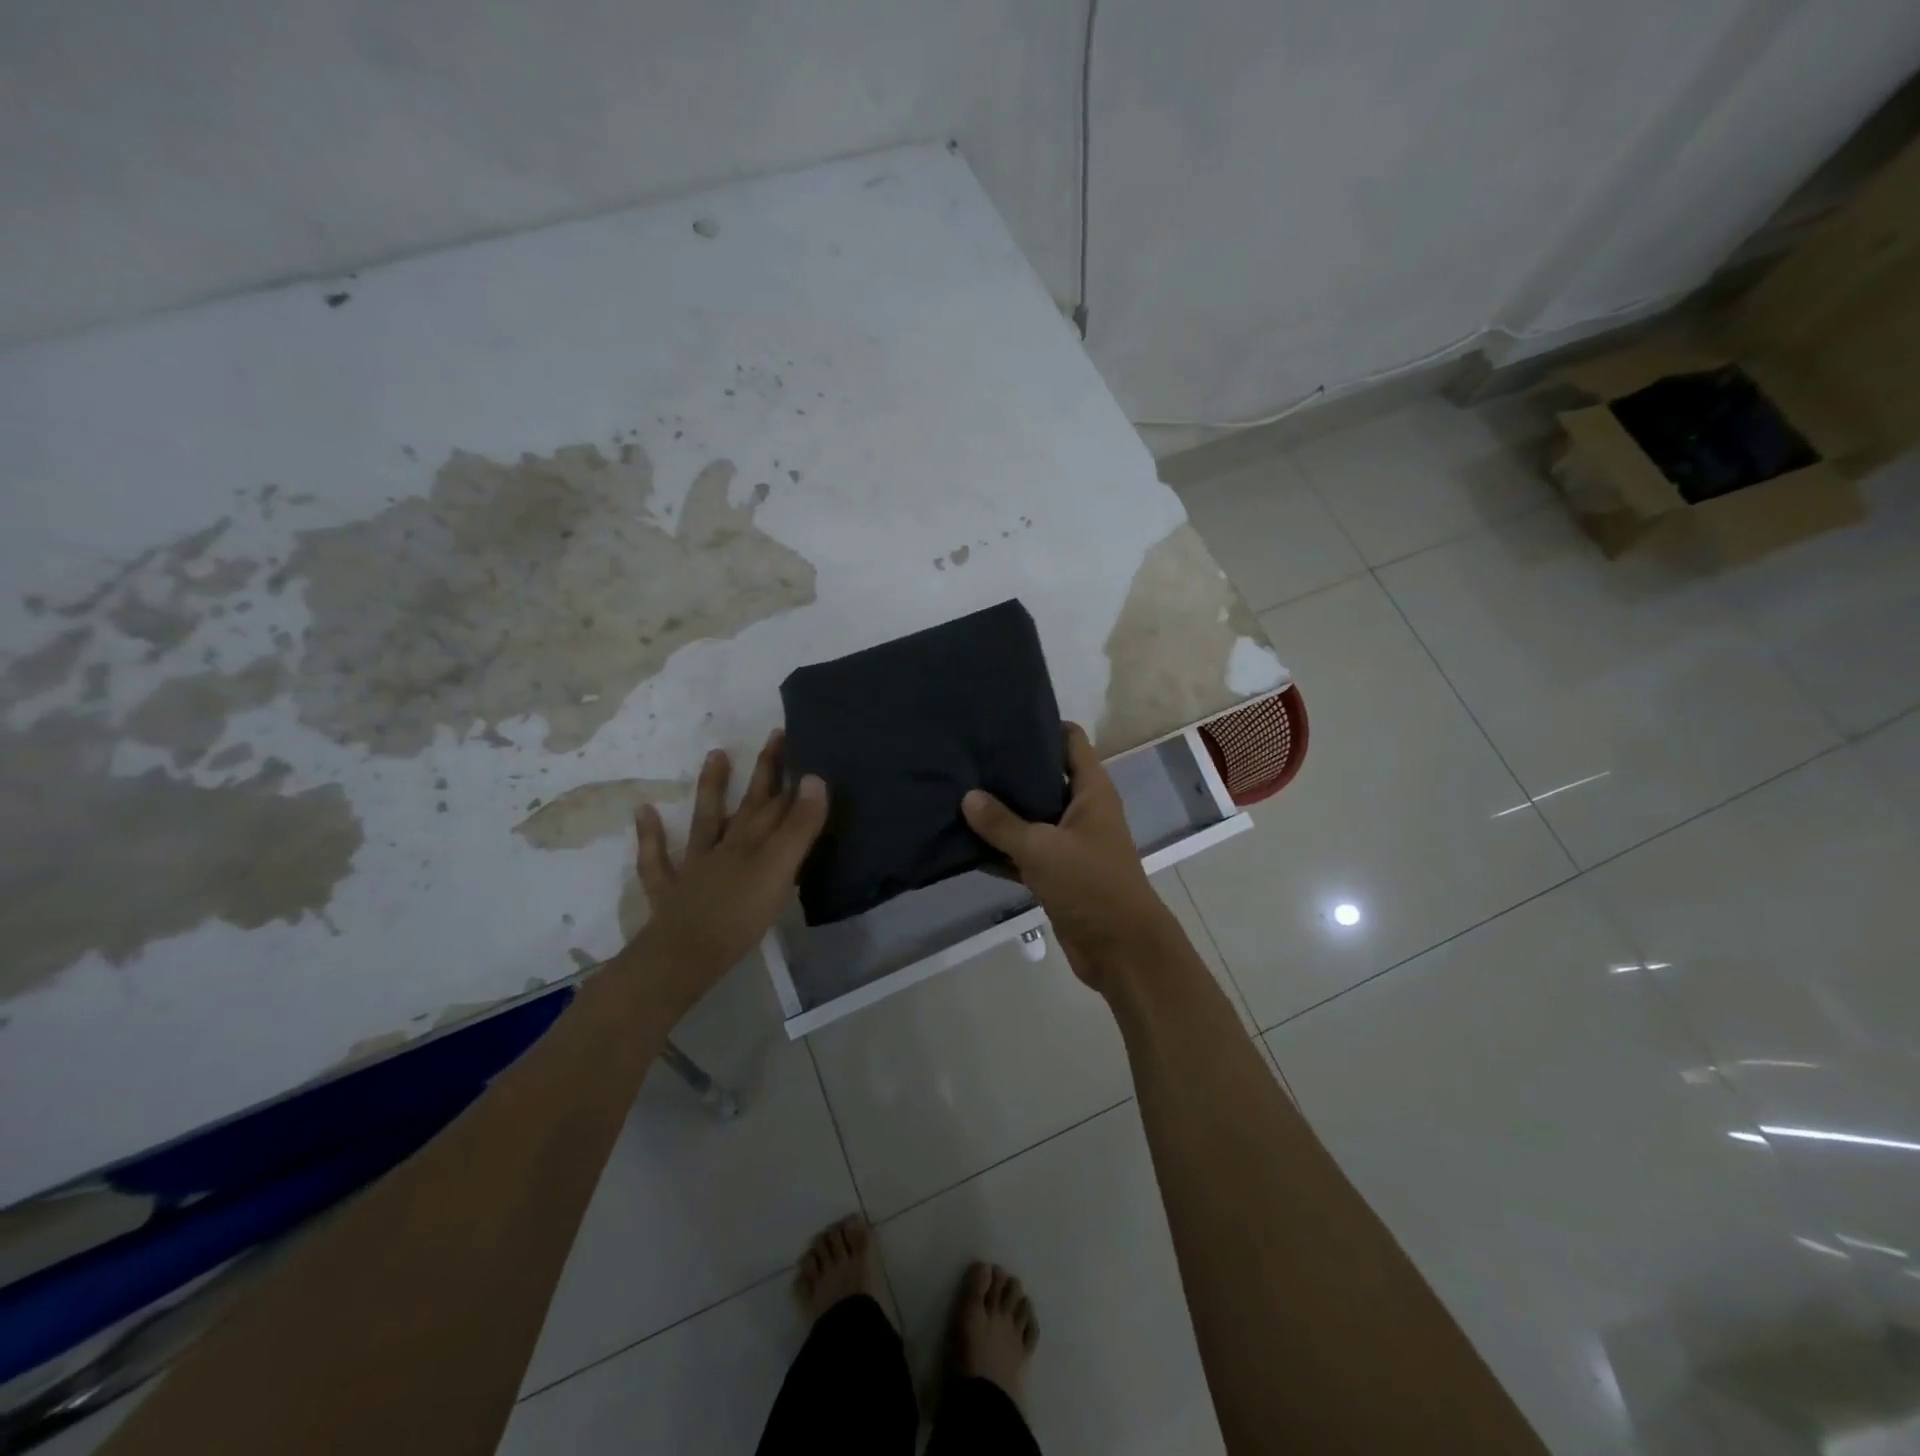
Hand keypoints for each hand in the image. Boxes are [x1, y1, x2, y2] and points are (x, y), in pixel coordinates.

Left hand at [628, 729, 827, 994]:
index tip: (798, 739)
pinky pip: (657, 859)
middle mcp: (726, 846)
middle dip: (764, 771)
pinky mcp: (671, 891)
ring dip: (711, 788)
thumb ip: (799, 827)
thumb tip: (815, 777)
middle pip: (748, 803)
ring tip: (715, 754)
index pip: (777, 800)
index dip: (789, 771)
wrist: (684, 956)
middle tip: (773, 736)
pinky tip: (643, 812)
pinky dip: (651, 835)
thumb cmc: (740, 915)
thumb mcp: (780, 870)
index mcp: (754, 842)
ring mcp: (695, 866)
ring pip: (705, 820)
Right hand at [962, 722, 1180, 991]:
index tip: (1001, 719)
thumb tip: (968, 796)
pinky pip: (1023, 851)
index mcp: (1091, 791)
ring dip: (1000, 811)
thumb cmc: (1090, 885)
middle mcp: (1082, 810)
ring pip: (1030, 816)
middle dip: (1010, 769)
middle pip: (1044, 776)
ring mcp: (1069, 842)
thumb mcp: (1042, 849)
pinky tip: (964, 841)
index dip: (1041, 725)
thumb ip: (1002, 823)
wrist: (1120, 949)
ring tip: (957, 791)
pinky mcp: (1056, 873)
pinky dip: (1000, 849)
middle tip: (967, 755)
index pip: (1070, 741)